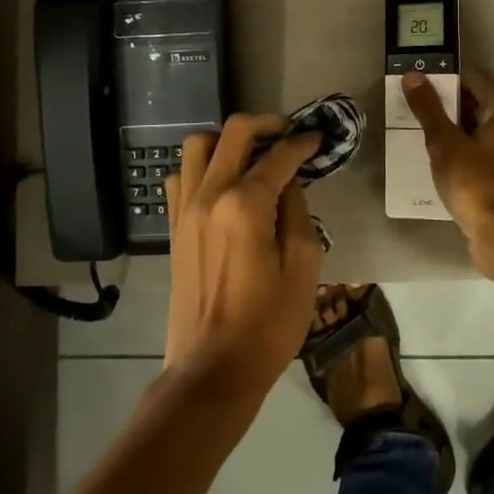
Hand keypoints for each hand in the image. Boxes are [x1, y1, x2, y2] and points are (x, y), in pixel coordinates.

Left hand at [162, 115, 324, 407]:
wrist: (212, 370)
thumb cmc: (267, 325)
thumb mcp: (303, 268)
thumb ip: (299, 214)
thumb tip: (290, 185)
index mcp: (245, 204)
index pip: (279, 156)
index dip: (303, 143)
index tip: (319, 138)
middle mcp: (210, 195)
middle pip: (234, 133)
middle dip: (266, 124)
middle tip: (289, 133)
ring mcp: (185, 209)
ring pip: (198, 145)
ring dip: (227, 140)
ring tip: (252, 154)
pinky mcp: (173, 227)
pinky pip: (180, 177)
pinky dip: (201, 167)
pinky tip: (222, 184)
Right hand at [402, 67, 493, 262]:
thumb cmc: (476, 183)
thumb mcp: (446, 143)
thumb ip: (428, 109)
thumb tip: (413, 75)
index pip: (474, 77)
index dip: (446, 75)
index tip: (418, 80)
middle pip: (476, 102)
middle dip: (445, 102)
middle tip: (412, 104)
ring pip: (476, 129)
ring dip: (450, 127)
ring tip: (417, 129)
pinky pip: (478, 151)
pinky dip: (459, 148)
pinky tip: (436, 157)